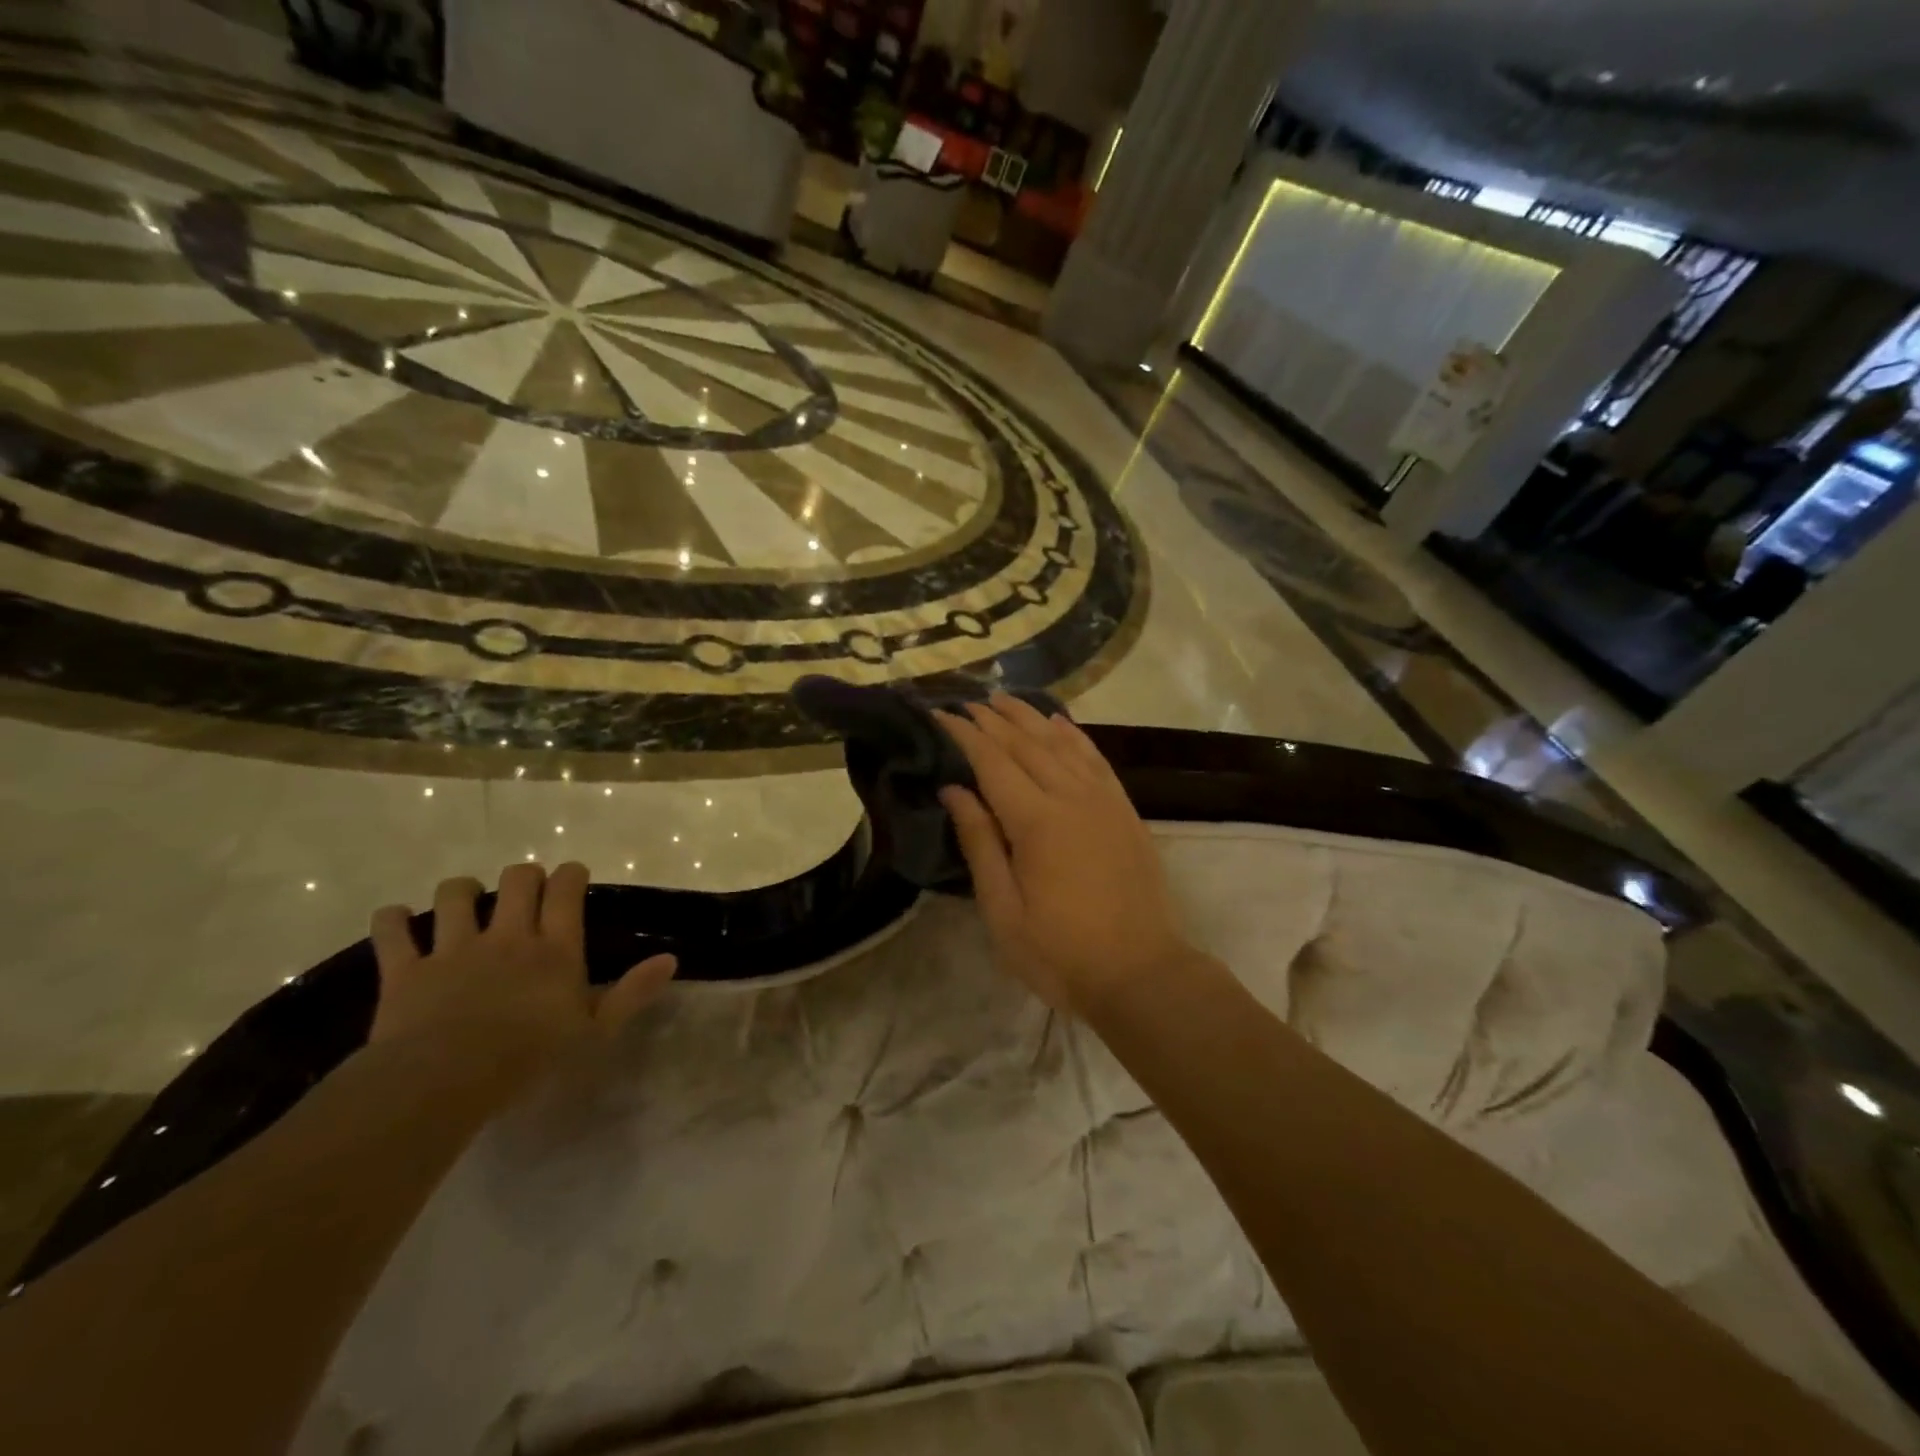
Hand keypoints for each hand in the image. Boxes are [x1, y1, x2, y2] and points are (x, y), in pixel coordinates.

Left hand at [369, 862, 676, 1099]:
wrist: (445, 1080)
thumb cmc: (530, 1059)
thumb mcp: (595, 1032)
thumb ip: (632, 993)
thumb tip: (670, 959)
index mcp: (554, 948)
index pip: (566, 890)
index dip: (570, 874)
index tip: (572, 875)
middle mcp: (508, 936)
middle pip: (517, 880)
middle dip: (524, 875)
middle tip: (526, 889)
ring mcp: (453, 948)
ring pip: (455, 895)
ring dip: (461, 890)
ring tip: (464, 898)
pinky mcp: (406, 970)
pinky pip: (393, 931)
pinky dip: (392, 920)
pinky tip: (396, 919)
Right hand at [935, 697, 1198, 1015]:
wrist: (1141, 973)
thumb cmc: (1060, 952)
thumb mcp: (1003, 910)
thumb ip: (980, 842)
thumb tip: (954, 789)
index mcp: (1036, 822)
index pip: (992, 761)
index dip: (965, 734)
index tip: (940, 713)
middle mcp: (1072, 797)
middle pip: (1026, 743)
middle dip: (993, 719)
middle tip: (966, 702)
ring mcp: (1104, 801)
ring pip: (1062, 743)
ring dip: (1030, 717)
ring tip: (1003, 700)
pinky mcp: (1125, 811)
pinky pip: (1096, 759)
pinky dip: (1074, 735)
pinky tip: (1059, 723)